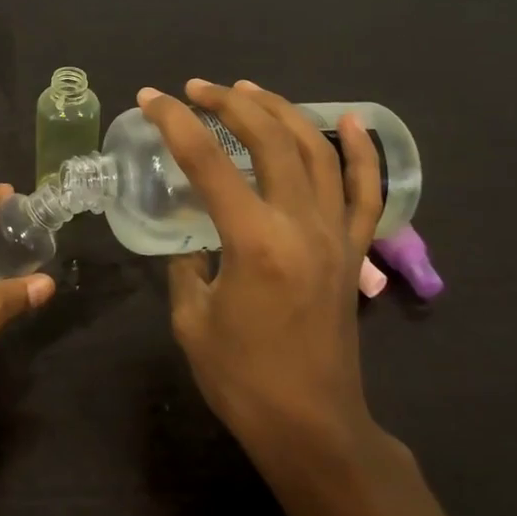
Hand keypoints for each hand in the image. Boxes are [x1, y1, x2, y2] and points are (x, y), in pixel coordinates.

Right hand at [137, 79, 386, 468]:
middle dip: (228, 103)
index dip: (174, 122)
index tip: (150, 98)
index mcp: (253, 241)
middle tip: (195, 88)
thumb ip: (187, 265)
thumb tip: (194, 239)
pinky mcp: (353, 250)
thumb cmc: (242, 379)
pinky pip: (366, 191)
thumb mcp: (191, 318)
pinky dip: (361, 152)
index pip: (208, 162)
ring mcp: (335, 234)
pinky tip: (351, 121)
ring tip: (248, 90)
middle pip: (268, 140)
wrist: (312, 427)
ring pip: (315, 151)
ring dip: (280, 111)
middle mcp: (300, 225)